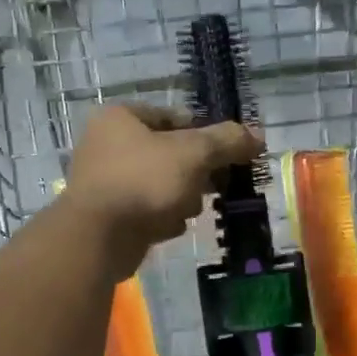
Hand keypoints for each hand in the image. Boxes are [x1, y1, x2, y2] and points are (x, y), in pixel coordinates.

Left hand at [65, 104, 261, 277]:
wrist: (98, 237)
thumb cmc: (144, 182)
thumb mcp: (193, 154)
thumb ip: (226, 142)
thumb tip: (258, 135)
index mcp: (120, 117)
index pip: (175, 118)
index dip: (205, 135)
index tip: (228, 155)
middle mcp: (107, 144)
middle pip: (170, 154)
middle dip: (195, 174)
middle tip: (213, 186)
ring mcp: (106, 182)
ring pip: (162, 185)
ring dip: (181, 199)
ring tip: (184, 210)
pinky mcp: (109, 215)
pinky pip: (147, 210)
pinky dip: (161, 218)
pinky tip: (166, 227)